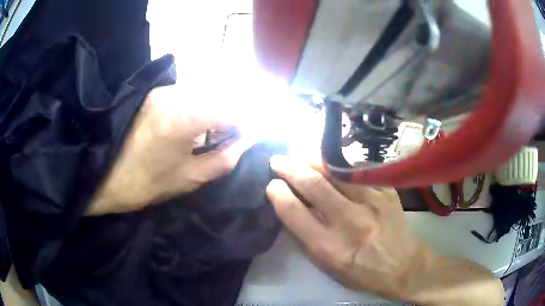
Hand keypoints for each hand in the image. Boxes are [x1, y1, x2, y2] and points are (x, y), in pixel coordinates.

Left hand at [86, 86, 251, 214]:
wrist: (101, 174)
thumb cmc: (144, 183)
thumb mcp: (189, 177)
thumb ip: (225, 157)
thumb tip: (248, 139)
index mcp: (185, 116)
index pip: (233, 108)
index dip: (249, 122)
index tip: (252, 135)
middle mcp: (176, 93)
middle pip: (221, 94)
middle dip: (234, 113)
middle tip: (236, 135)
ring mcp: (163, 89)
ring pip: (205, 92)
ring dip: (217, 109)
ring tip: (217, 131)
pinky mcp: (154, 92)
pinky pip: (189, 94)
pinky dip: (200, 106)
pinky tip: (196, 125)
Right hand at [265, 155, 424, 298]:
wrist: (404, 266)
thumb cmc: (362, 273)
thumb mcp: (328, 267)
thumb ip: (307, 238)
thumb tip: (289, 208)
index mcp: (330, 247)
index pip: (294, 212)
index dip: (278, 194)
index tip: (272, 185)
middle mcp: (350, 222)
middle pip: (314, 185)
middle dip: (289, 168)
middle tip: (277, 161)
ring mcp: (372, 202)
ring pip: (335, 171)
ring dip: (311, 160)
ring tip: (299, 156)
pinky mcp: (386, 191)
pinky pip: (357, 171)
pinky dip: (338, 165)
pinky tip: (329, 162)